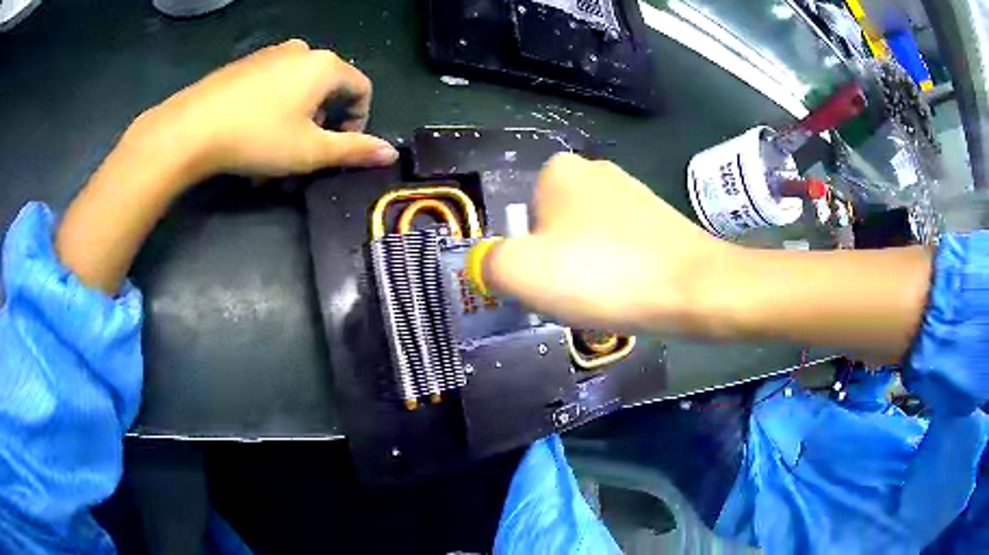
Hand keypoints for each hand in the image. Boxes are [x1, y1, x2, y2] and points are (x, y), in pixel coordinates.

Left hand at [129, 38, 396, 182]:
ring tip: (273, 152)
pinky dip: (273, 110)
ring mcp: (270, 54)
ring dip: (296, 121)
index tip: (338, 149)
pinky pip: (273, 85)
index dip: (358, 121)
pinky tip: (252, 135)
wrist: (190, 129)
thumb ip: (353, 150)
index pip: (361, 89)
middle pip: (328, 89)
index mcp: (325, 65)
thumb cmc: (257, 137)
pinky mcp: (245, 65)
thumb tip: (389, 153)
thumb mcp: (310, 151)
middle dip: (321, 125)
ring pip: (298, 89)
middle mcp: (302, 50)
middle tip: (301, 156)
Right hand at [483, 153, 727, 332]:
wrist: (689, 287)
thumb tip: (491, 265)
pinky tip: (631, 290)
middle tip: (575, 295)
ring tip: (607, 296)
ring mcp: (633, 192)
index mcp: (558, 170)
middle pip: (555, 230)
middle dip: (558, 264)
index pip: (522, 221)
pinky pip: (621, 248)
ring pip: (588, 241)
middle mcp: (595, 170)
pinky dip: (618, 270)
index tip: (550, 285)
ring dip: (588, 270)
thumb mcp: (519, 272)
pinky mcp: (660, 218)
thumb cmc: (600, 273)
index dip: (528, 259)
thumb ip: (488, 264)